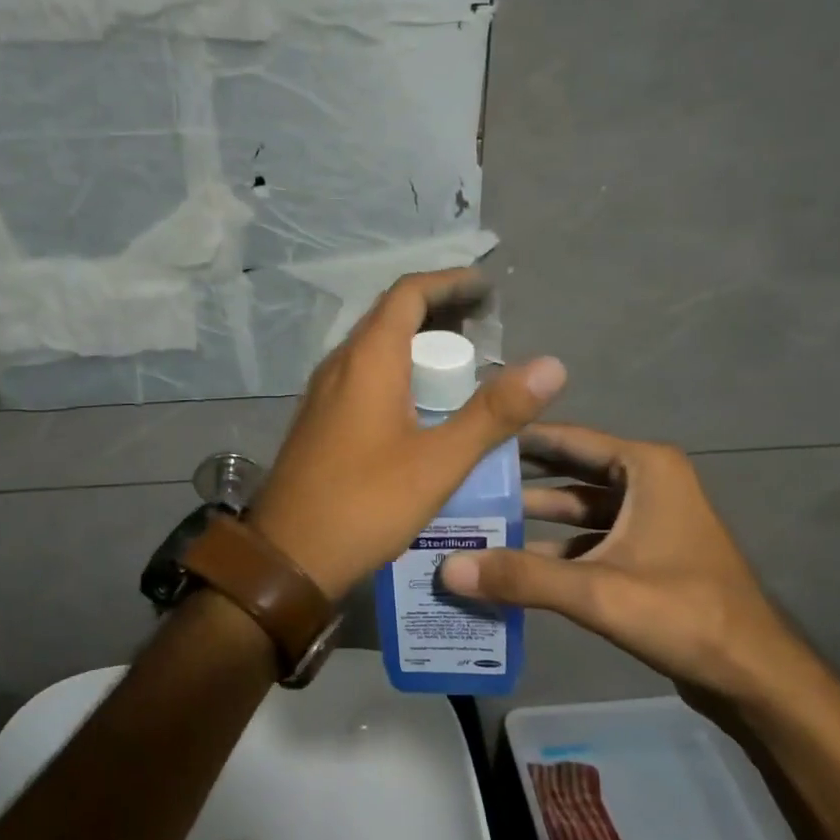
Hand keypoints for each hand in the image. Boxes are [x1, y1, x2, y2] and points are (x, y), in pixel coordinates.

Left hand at [248, 269, 566, 601]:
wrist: (287, 557)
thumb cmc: (365, 504)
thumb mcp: (439, 462)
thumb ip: (494, 412)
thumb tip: (551, 365)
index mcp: (368, 358)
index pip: (409, 293)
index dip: (450, 282)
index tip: (488, 288)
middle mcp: (340, 363)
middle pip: (392, 315)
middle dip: (440, 311)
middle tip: (486, 327)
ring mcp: (324, 391)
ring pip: (376, 346)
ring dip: (418, 342)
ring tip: (463, 362)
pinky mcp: (321, 418)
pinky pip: (364, 374)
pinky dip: (399, 369)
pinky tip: (422, 403)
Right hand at [439, 423, 801, 703]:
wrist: (756, 678)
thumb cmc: (685, 614)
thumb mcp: (598, 592)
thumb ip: (522, 578)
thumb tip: (448, 568)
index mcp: (644, 467)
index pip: (566, 438)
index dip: (515, 439)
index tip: (466, 440)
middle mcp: (646, 482)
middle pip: (567, 472)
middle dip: (517, 481)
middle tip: (462, 484)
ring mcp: (647, 519)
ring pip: (576, 509)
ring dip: (532, 519)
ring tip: (476, 524)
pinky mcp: (645, 554)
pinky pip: (588, 539)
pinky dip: (554, 550)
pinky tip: (512, 567)